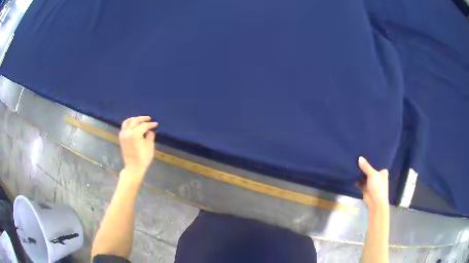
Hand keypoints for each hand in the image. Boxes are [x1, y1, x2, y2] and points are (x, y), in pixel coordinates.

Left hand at [119, 116, 157, 181]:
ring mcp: (123, 134)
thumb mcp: (150, 146)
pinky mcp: (121, 138)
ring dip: (134, 119)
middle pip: (135, 121)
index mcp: (135, 134)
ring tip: (140, 119)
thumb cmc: (143, 158)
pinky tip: (133, 125)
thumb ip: (150, 136)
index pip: (144, 125)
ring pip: (127, 122)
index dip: (150, 124)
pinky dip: (128, 123)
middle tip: (149, 119)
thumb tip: (150, 130)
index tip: (156, 124)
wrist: (133, 167)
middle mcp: (127, 132)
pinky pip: (124, 126)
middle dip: (142, 119)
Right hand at [356, 156, 388, 210]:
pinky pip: (360, 182)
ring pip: (365, 175)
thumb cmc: (378, 187)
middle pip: (370, 169)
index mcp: (383, 172)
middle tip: (357, 156)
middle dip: (365, 165)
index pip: (377, 163)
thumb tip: (359, 158)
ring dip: (360, 173)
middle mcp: (378, 176)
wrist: (375, 203)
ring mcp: (371, 182)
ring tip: (353, 163)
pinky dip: (357, 180)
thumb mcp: (373, 175)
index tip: (365, 152)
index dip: (372, 158)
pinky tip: (352, 175)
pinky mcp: (365, 188)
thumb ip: (366, 167)